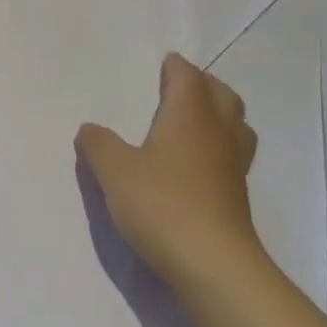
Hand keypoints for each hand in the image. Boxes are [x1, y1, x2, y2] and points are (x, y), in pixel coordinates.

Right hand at [75, 53, 261, 282]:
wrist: (212, 263)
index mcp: (189, 115)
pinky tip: (200, 163)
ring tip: (198, 121)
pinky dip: (221, 146)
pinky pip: (234, 155)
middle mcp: (217, 132)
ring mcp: (234, 165)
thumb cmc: (162, 204)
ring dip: (220, 114)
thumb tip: (88, 128)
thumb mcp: (115, 172)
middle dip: (204, 85)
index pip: (188, 77)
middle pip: (222, 95)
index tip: (166, 63)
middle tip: (183, 87)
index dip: (177, 68)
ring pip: (236, 125)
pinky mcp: (238, 195)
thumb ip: (98, 145)